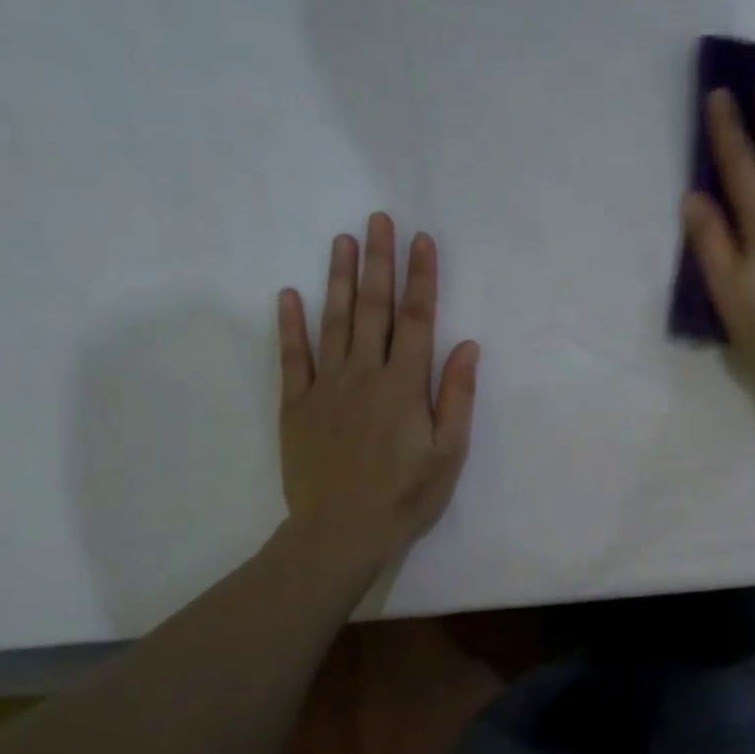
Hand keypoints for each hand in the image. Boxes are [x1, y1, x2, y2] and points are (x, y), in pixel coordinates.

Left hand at [277, 213, 478, 567]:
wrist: (340, 533)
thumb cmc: (406, 497)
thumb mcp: (449, 453)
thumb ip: (456, 396)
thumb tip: (466, 345)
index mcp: (404, 386)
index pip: (416, 320)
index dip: (421, 278)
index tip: (422, 240)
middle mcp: (364, 375)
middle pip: (373, 309)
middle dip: (378, 262)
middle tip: (378, 219)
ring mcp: (325, 388)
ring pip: (333, 322)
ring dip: (338, 279)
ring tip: (343, 240)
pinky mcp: (296, 406)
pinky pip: (291, 357)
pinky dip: (289, 325)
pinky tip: (288, 295)